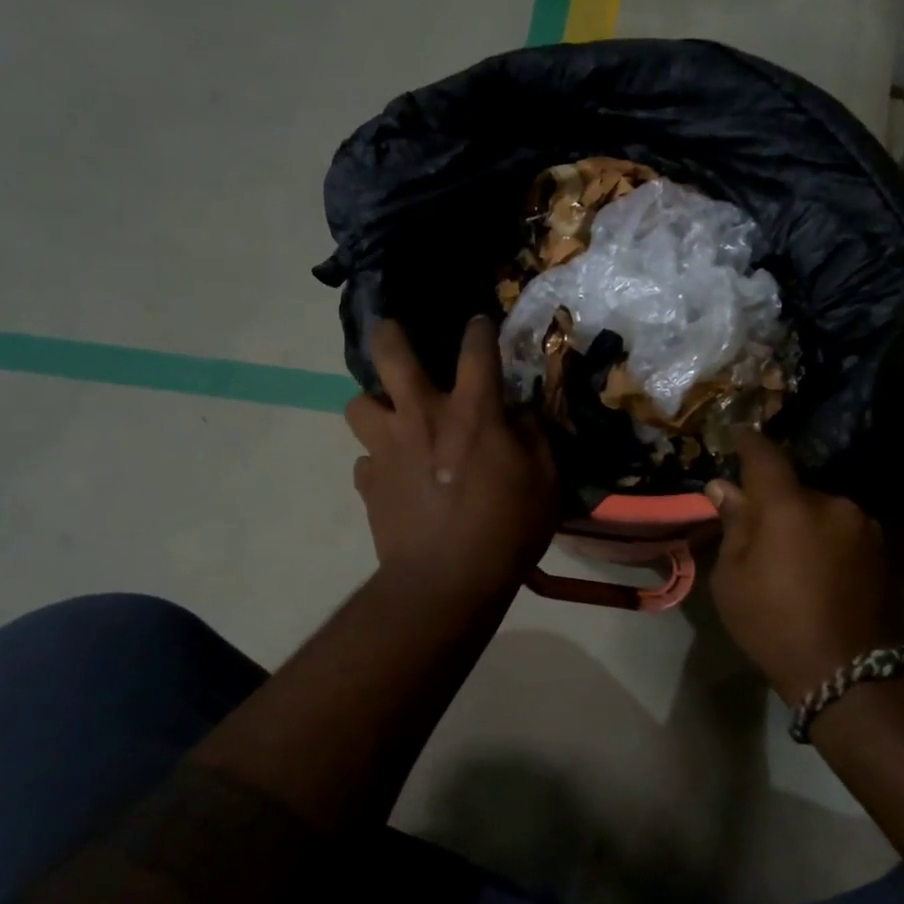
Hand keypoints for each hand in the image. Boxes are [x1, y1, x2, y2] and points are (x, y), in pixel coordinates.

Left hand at [346, 316, 559, 601]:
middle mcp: (422, 417)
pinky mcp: (368, 482)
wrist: (447, 582)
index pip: (476, 350)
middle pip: (390, 354)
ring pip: (358, 404)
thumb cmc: (507, 529)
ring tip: (391, 418)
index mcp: (471, 413)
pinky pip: (365, 460)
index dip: (479, 330)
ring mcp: (387, 448)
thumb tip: (520, 414)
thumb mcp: (545, 482)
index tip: (479, 322)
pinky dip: (378, 462)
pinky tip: (393, 477)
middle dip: (389, 334)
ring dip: (374, 406)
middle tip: (393, 333)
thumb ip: (534, 438)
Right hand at [706, 432, 899, 701]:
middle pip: (794, 489)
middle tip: (756, 530)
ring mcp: (864, 526)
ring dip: (803, 523)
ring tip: (791, 559)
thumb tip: (724, 488)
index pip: (765, 456)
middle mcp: (832, 503)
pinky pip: (842, 531)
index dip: (747, 443)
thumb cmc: (773, 623)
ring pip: (821, 511)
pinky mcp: (883, 550)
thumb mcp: (732, 578)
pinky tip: (818, 571)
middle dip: (774, 502)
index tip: (736, 436)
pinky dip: (826, 540)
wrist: (849, 672)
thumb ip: (733, 525)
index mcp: (788, 505)